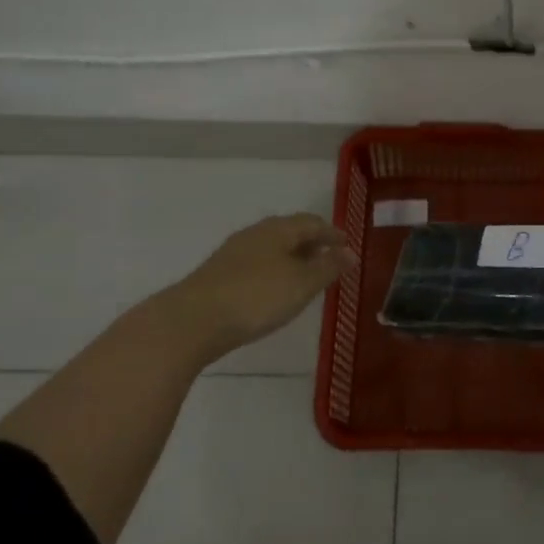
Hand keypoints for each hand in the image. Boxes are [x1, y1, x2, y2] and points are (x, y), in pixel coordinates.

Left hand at [160, 213, 352, 366]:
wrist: (192, 320)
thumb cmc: (256, 297)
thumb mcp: (302, 284)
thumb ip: (328, 267)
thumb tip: (351, 252)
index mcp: (278, 229)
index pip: (312, 223)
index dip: (333, 233)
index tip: (348, 245)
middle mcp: (256, 233)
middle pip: (290, 231)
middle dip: (312, 242)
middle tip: (329, 257)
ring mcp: (234, 252)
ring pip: (272, 247)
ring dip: (292, 256)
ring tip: (306, 274)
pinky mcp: (219, 273)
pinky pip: (257, 263)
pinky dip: (274, 269)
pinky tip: (275, 288)